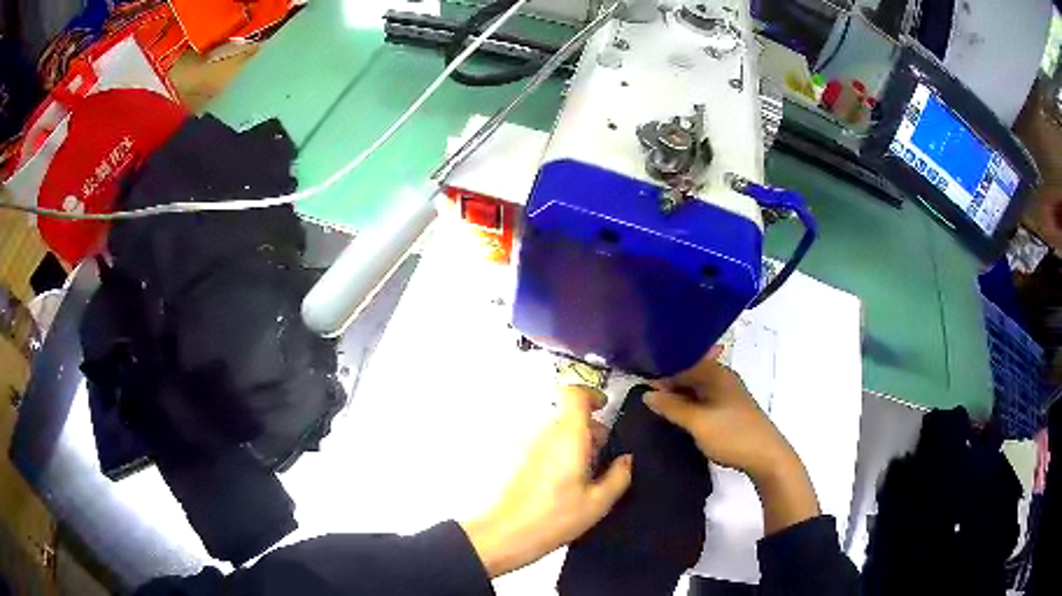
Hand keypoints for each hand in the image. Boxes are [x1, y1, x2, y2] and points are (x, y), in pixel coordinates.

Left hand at [462, 385, 632, 577]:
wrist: (509, 534)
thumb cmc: (557, 517)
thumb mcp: (598, 502)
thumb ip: (619, 476)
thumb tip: (626, 459)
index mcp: (568, 437)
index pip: (574, 394)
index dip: (591, 394)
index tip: (606, 409)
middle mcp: (548, 435)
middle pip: (571, 415)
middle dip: (593, 429)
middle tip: (606, 456)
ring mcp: (533, 447)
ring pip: (561, 431)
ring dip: (579, 442)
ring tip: (591, 474)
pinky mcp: (525, 461)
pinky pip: (550, 445)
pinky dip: (565, 453)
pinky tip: (572, 483)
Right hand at [644, 353, 818, 533]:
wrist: (766, 457)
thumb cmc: (733, 435)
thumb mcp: (698, 422)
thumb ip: (672, 407)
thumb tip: (647, 394)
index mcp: (717, 374)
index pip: (683, 363)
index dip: (661, 371)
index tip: (638, 380)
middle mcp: (722, 379)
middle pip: (690, 374)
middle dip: (668, 383)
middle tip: (643, 395)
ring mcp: (727, 395)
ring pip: (696, 389)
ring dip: (677, 395)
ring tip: (655, 405)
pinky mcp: (729, 410)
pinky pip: (702, 400)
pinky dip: (688, 405)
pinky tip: (676, 415)